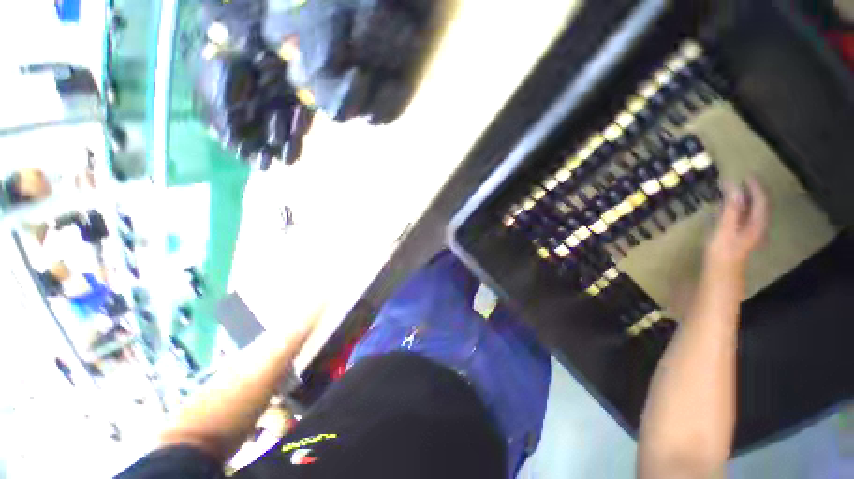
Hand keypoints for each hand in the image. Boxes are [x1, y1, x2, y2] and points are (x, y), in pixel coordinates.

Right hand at [705, 177, 768, 274]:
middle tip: (743, 180)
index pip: (761, 200)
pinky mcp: (740, 236)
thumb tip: (734, 186)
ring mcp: (749, 232)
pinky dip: (740, 207)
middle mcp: (757, 226)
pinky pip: (744, 216)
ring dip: (747, 199)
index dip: (755, 187)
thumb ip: (731, 208)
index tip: (746, 175)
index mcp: (757, 223)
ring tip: (737, 190)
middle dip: (753, 191)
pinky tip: (732, 207)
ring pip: (753, 210)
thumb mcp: (726, 229)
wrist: (721, 272)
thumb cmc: (723, 251)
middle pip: (760, 204)